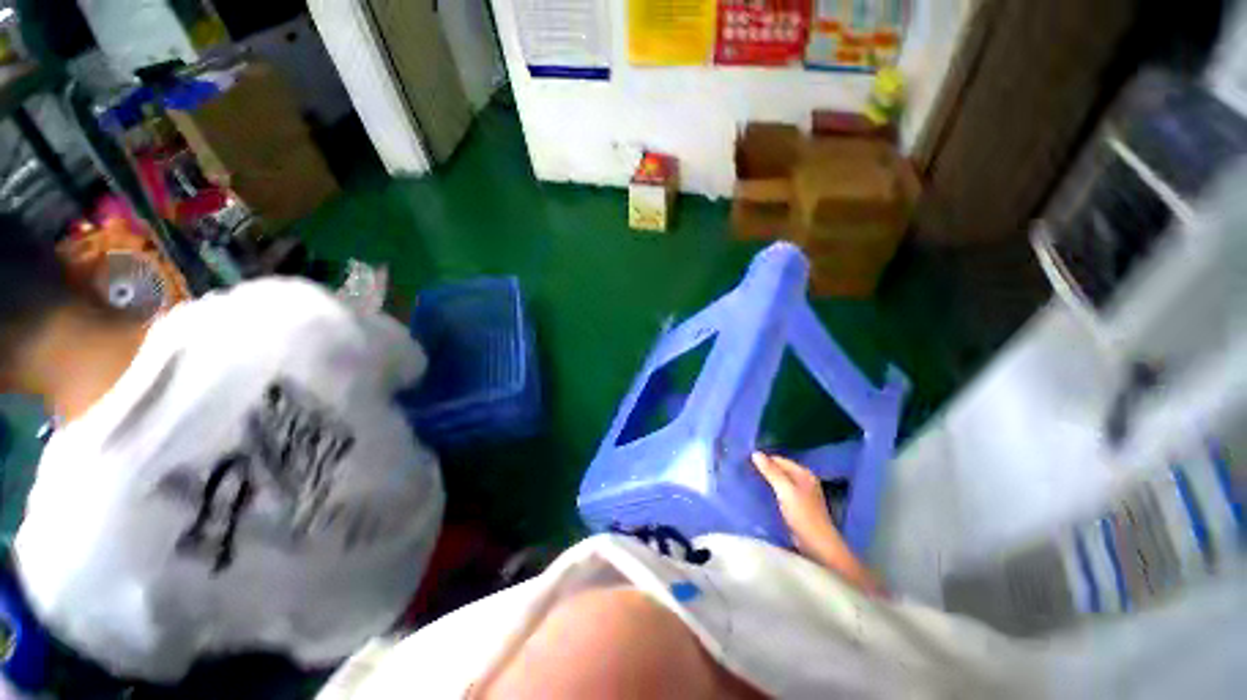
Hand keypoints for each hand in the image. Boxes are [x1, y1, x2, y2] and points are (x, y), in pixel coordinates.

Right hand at [751, 452, 841, 554]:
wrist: (817, 546)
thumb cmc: (803, 515)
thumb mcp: (785, 490)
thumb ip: (771, 471)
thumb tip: (755, 453)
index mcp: (804, 473)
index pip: (779, 460)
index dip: (763, 460)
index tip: (745, 462)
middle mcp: (803, 481)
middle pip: (779, 470)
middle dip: (763, 471)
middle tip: (744, 472)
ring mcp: (800, 495)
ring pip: (778, 483)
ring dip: (765, 482)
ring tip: (747, 481)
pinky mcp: (796, 508)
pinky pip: (779, 494)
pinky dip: (769, 493)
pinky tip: (758, 495)